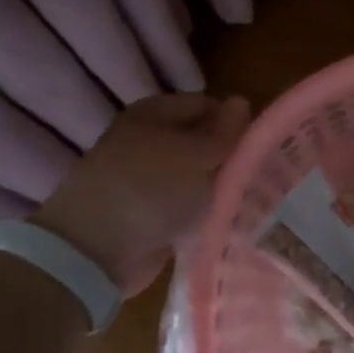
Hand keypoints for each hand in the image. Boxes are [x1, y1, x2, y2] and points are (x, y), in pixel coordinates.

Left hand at [30, 92, 250, 296]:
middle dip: (227, 157)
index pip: (205, 104)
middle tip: (257, 177)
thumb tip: (241, 101)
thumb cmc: (149, 189)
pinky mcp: (147, 214)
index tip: (258, 147)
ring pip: (195, 176)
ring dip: (217, 188)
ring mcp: (146, 180)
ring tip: (247, 202)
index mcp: (154, 113)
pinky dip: (201, 214)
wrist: (94, 251)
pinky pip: (184, 207)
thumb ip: (224, 132)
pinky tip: (224, 223)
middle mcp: (148, 141)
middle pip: (200, 141)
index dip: (233, 122)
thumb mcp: (195, 155)